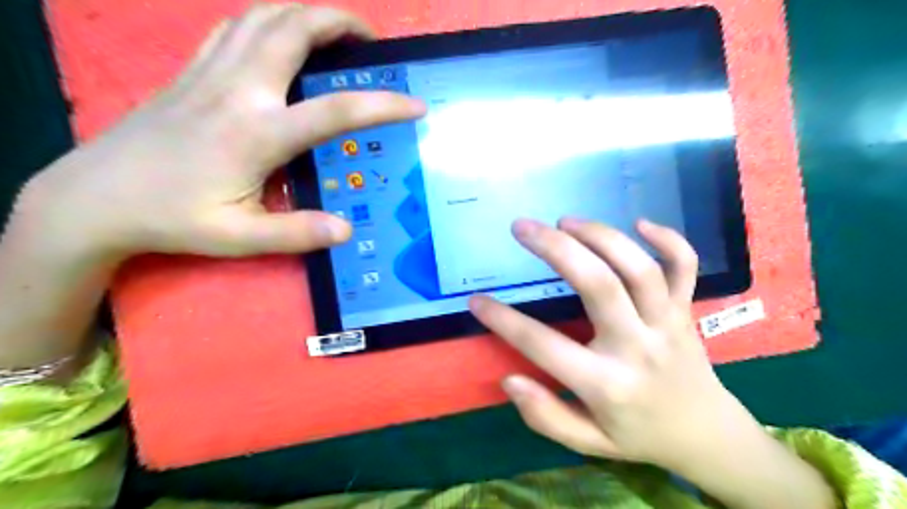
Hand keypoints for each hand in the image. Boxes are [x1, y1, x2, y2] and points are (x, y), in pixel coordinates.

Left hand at [26, 3, 424, 261]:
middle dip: (340, 23)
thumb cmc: (173, 218)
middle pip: (295, 29)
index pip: (336, 111)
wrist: (96, 197)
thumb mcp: (239, 238)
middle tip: (370, 41)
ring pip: (264, 16)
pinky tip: (281, 39)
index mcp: (257, 133)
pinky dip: (268, 21)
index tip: (414, 106)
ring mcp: (211, 73)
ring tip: (334, 32)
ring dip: (305, 14)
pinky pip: (235, 27)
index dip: (383, 105)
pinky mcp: (192, 71)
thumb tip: (346, 230)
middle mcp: (238, 90)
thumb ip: (296, 234)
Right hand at [475, 218, 835, 508]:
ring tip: (565, 221)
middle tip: (523, 227)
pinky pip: (685, 267)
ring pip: (638, 268)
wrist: (706, 434)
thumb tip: (509, 380)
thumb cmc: (639, 435)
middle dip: (556, 249)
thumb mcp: (589, 443)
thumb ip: (547, 416)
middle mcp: (639, 346)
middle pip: (599, 285)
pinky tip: (639, 222)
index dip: (503, 321)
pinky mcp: (687, 309)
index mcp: (608, 384)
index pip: (544, 346)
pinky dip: (668, 239)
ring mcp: (668, 323)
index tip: (476, 300)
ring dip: (600, 236)